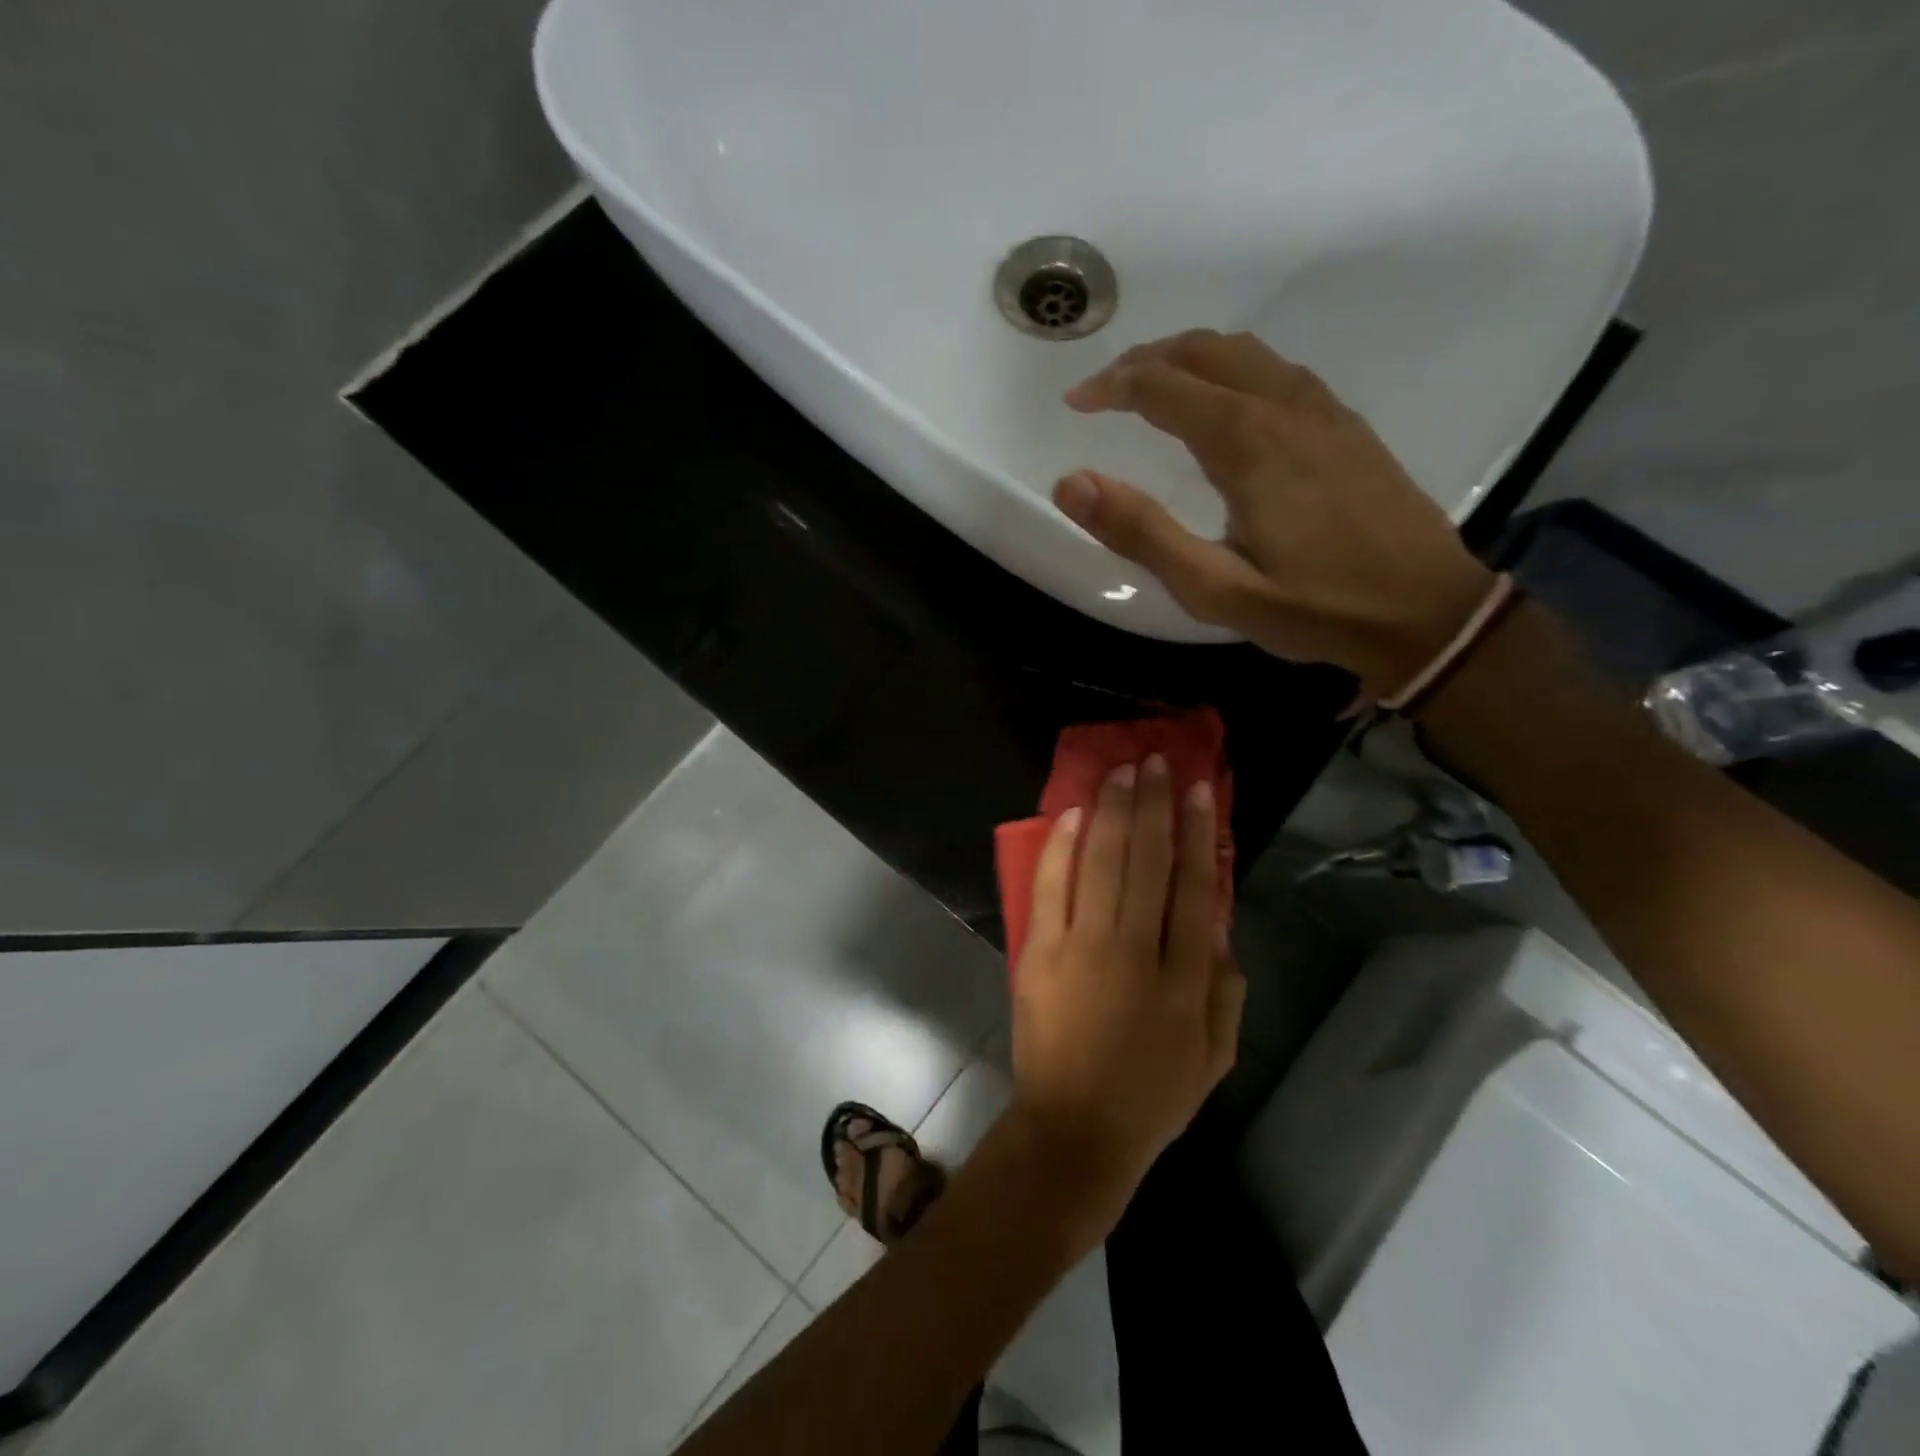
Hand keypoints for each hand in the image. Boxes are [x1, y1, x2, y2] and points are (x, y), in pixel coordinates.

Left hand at [1009, 754, 1242, 1222]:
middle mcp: (1134, 950)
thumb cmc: (1152, 1095)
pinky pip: (1052, 887)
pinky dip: (1063, 847)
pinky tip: (1075, 813)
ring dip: (1113, 811)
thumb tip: (1218, 922)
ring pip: (1102, 863)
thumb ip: (1225, 987)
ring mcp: (1081, 947)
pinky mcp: (1039, 952)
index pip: (1195, 887)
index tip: (1199, 789)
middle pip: (1148, 861)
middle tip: (1156, 762)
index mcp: (1184, 977)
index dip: (1198, 833)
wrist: (1075, 1129)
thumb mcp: (1214, 1054)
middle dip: (1154, 805)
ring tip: (1122, 771)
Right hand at [1054, 329, 1495, 698]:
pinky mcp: (1347, 425)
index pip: (1163, 386)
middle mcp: (1285, 408)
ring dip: (1189, 357)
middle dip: (1145, 360)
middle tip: (1105, 389)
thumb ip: (1143, 534)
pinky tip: (1226, 400)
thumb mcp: (1215, 590)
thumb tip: (1072, 482)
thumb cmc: (1314, 608)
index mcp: (1247, 442)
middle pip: (1204, 351)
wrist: (1426, 612)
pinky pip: (1278, 370)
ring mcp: (1323, 410)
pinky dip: (1233, 367)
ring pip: (1245, 352)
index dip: (1112, 387)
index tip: (1075, 402)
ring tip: (1153, 385)